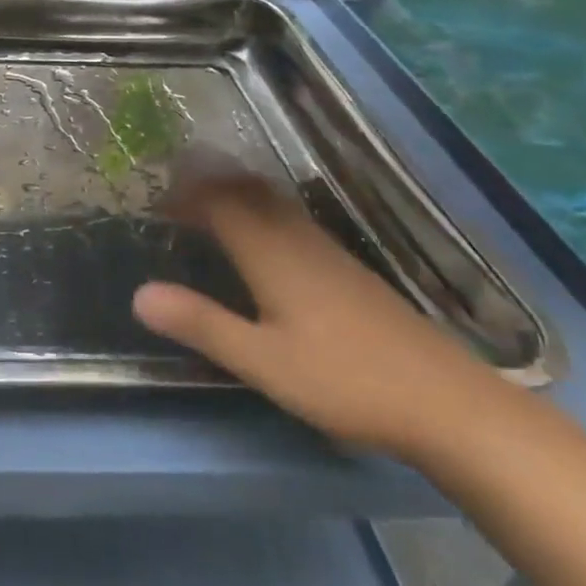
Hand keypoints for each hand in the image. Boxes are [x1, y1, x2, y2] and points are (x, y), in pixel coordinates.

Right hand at [134, 169, 505, 461]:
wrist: (447, 402)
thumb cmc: (345, 381)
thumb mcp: (262, 361)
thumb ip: (200, 324)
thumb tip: (138, 294)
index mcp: (271, 252)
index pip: (219, 201)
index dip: (185, 193)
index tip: (154, 200)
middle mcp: (297, 238)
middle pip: (248, 191)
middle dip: (208, 183)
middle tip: (174, 193)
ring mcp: (327, 251)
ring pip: (272, 202)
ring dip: (235, 194)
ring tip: (206, 208)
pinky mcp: (348, 270)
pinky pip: (291, 219)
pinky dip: (261, 213)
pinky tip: (261, 243)